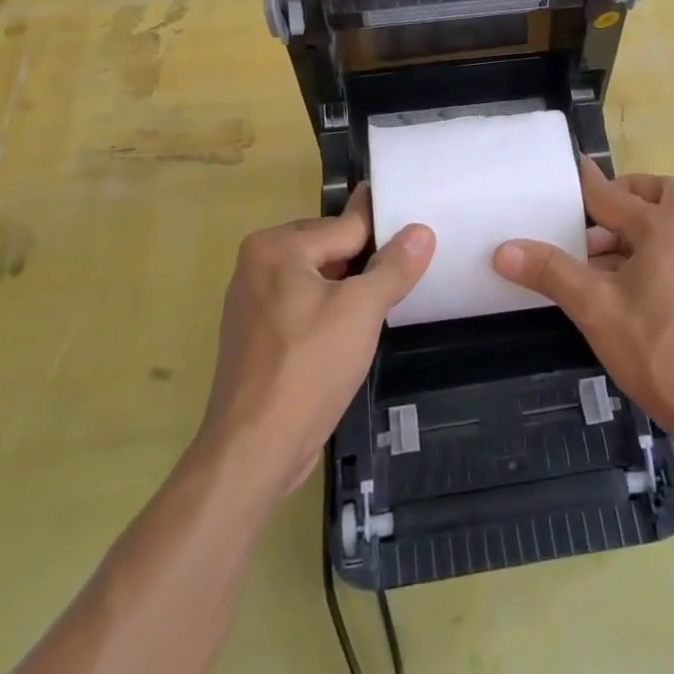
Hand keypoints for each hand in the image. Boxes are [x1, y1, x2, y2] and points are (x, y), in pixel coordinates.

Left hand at [199, 187, 433, 496]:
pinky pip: (303, 306)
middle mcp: (258, 264)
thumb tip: (421, 231)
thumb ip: (394, 266)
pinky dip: (330, 311)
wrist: (254, 450)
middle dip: (366, 262)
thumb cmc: (309, 367)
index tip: (417, 224)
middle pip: (330, 249)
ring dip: (350, 289)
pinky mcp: (257, 336)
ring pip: (318, 280)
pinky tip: (353, 331)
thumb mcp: (362, 310)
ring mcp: (252, 302)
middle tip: (409, 272)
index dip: (385, 233)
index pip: (347, 227)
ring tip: (388, 299)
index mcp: (277, 246)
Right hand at [493, 158, 673, 444]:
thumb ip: (551, 272)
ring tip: (587, 260)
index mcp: (664, 226)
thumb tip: (504, 249)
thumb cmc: (657, 347)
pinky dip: (641, 256)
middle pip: (658, 195)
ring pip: (663, 227)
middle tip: (588, 217)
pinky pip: (669, 254)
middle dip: (624, 198)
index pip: (611, 193)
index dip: (582, 182)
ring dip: (628, 232)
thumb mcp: (594, 307)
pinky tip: (611, 289)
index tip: (561, 169)